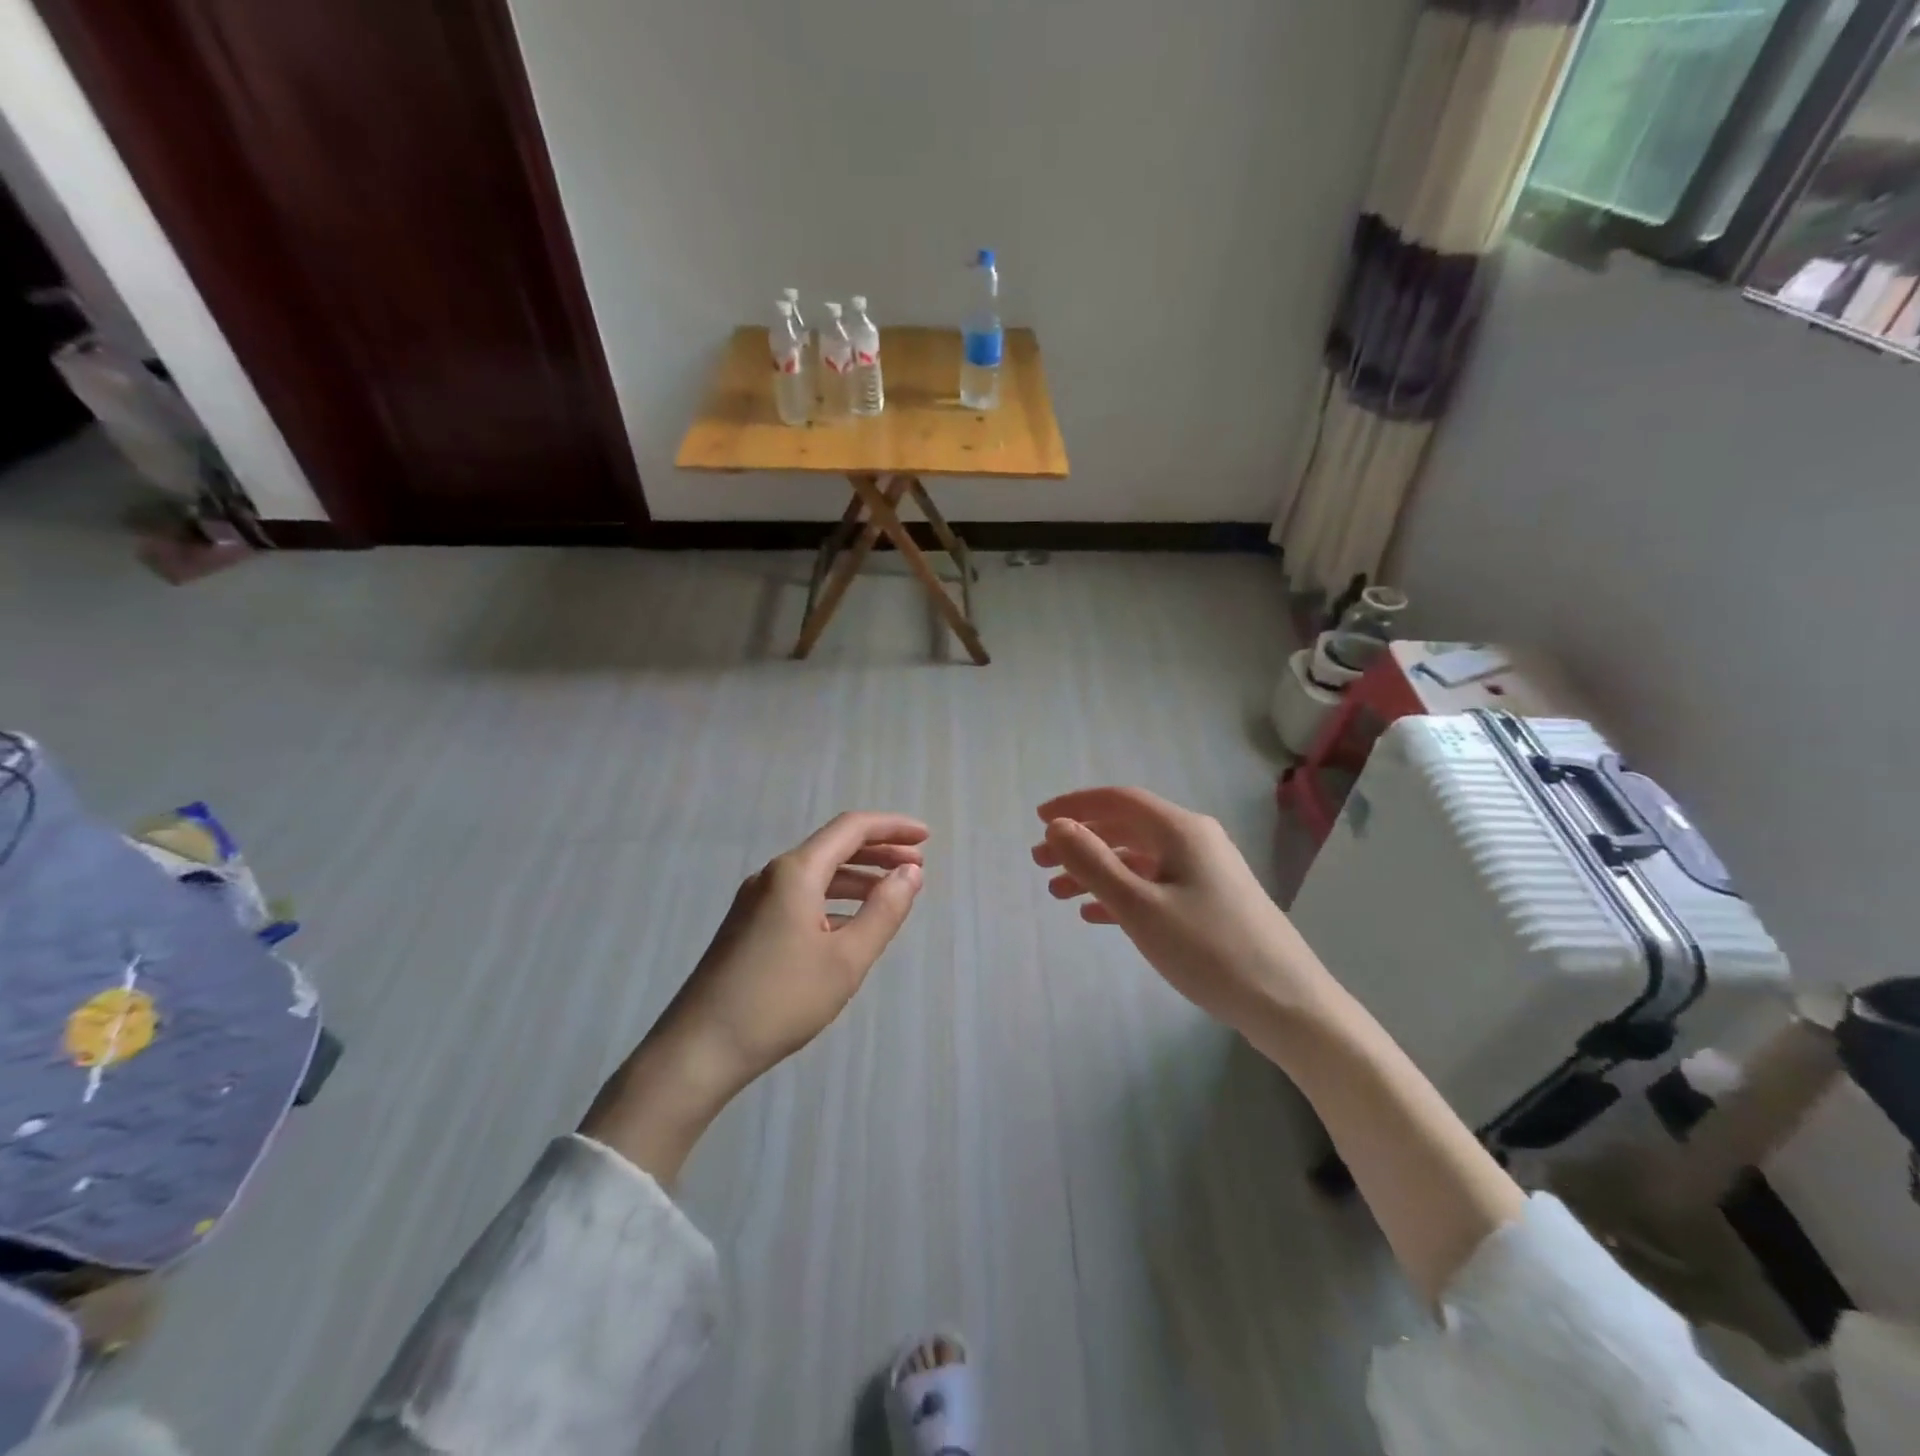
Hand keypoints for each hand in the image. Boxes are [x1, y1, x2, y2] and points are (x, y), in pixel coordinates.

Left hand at [583, 812, 926, 1180]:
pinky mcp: (749, 926)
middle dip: (878, 851)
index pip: (851, 829)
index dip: (892, 827)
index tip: (927, 837)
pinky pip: (801, 897)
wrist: (699, 1048)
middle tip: (918, 865)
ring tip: (892, 892)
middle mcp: (773, 876)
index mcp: (796, 872)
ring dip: (858, 877)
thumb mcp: (846, 959)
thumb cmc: (780, 1000)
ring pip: (817, 874)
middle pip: (834, 847)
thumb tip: (911, 873)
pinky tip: (851, 923)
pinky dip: (834, 899)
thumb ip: (884, 911)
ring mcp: (756, 901)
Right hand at [1032, 787, 1330, 1031]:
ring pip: (1138, 860)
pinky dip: (1122, 893)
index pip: (1118, 800)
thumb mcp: (1140, 907)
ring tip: (1057, 893)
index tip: (1038, 820)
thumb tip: (1057, 826)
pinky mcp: (1212, 903)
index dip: (1075, 805)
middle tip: (1039, 863)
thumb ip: (1093, 863)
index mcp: (1181, 830)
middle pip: (1126, 829)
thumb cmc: (1209, 950)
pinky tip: (1096, 914)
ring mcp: (1206, 872)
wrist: (1288, 1004)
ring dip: (1097, 871)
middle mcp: (1195, 841)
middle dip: (1081, 842)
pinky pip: (1155, 885)